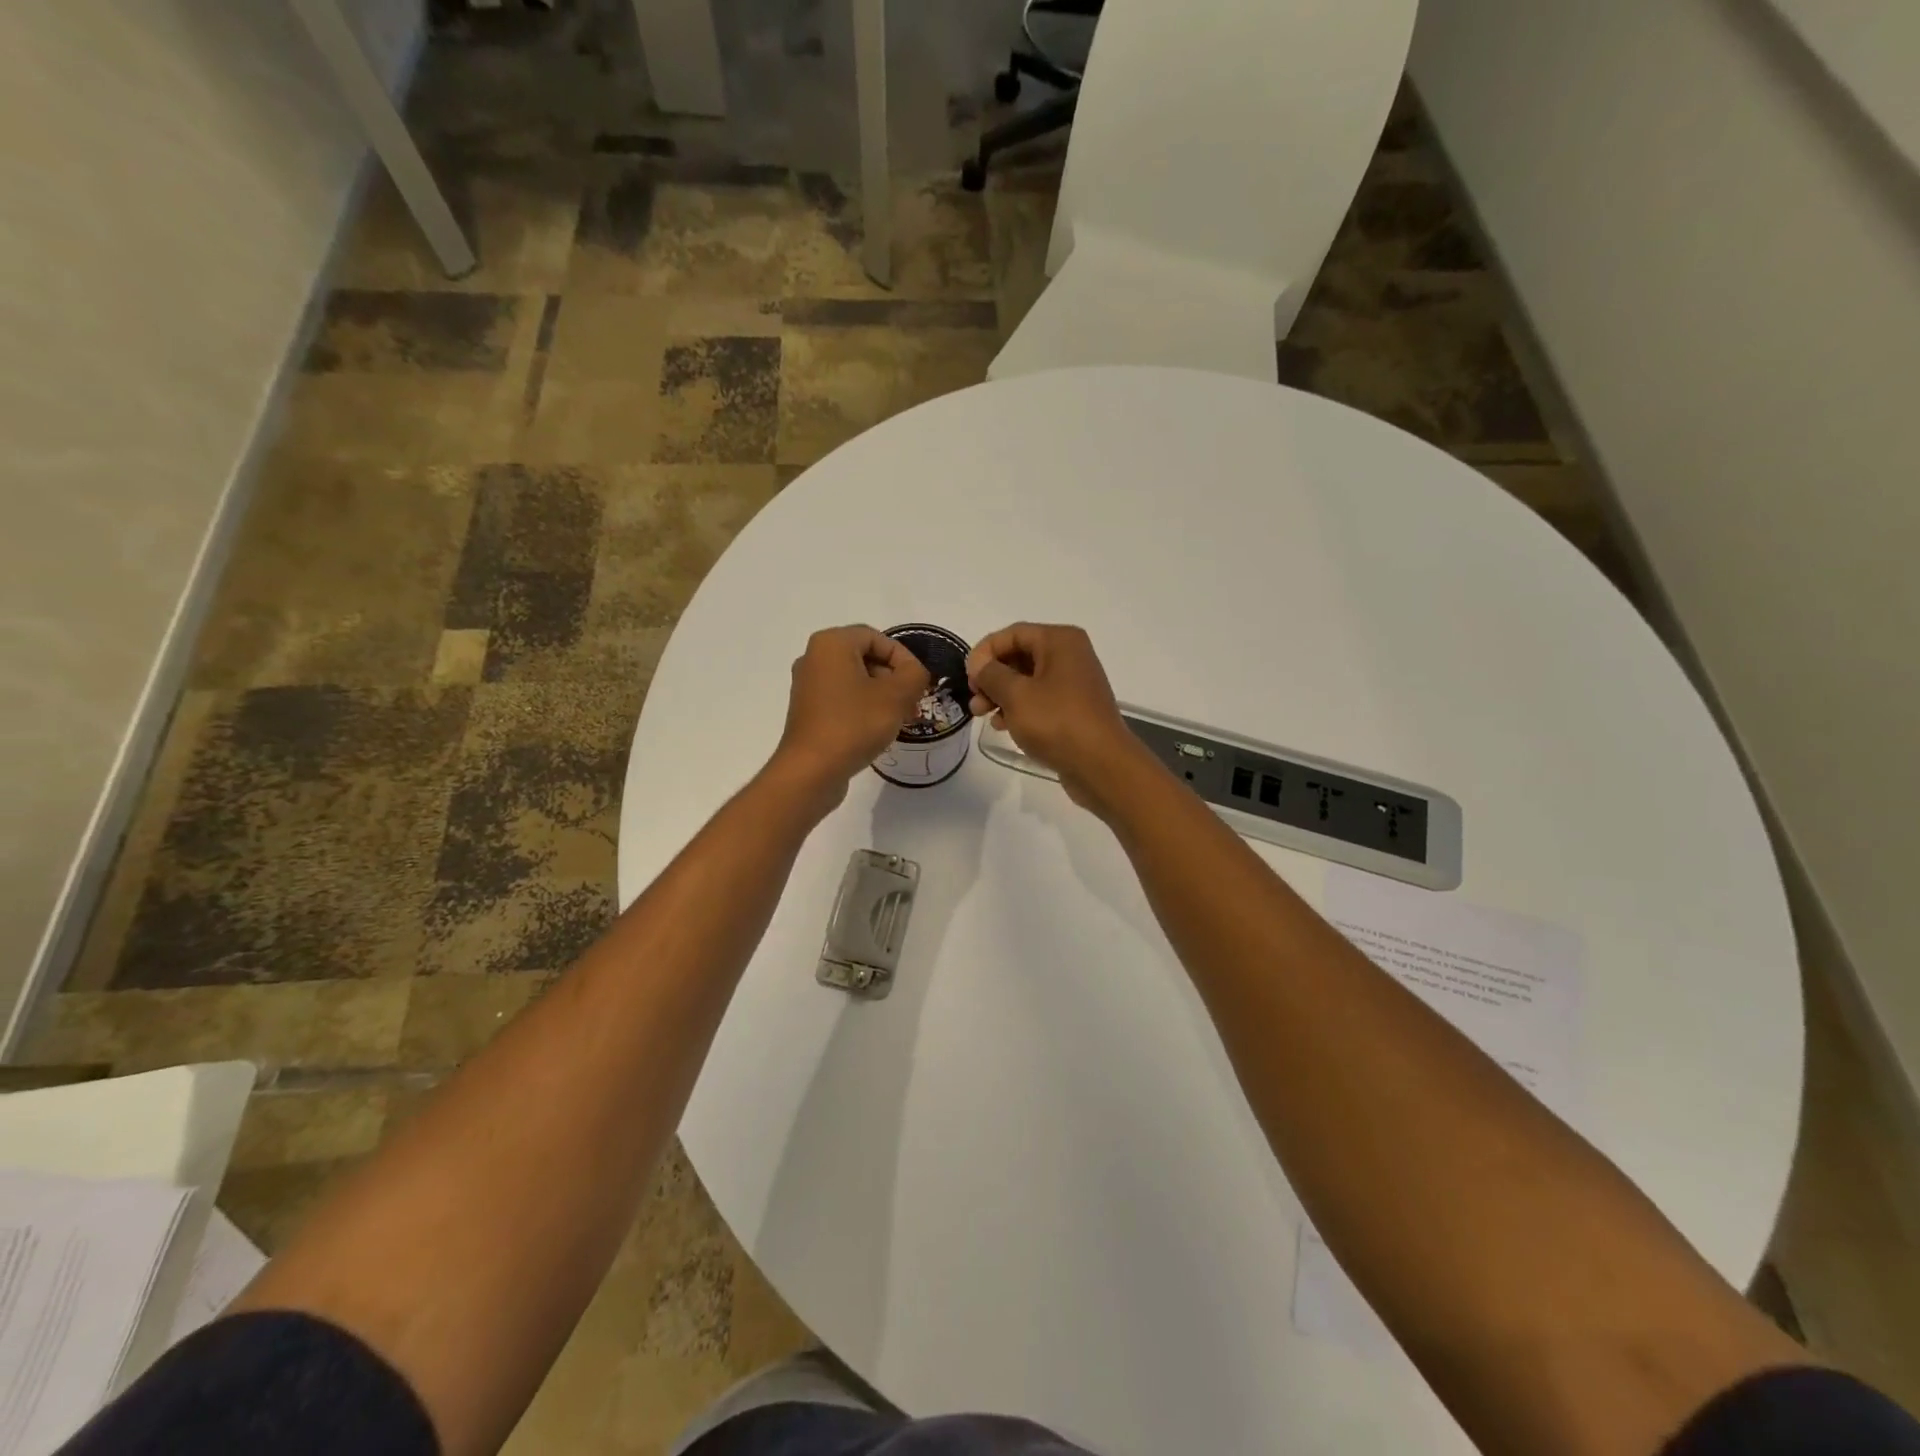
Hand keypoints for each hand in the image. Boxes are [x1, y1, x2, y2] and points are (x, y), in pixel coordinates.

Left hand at [772, 625, 929, 807]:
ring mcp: (808, 686)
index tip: (919, 684)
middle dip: (894, 678)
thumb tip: (915, 672)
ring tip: (902, 719)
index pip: (877, 638)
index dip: (904, 658)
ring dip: (882, 695)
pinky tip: (879, 730)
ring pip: (856, 680)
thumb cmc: (854, 724)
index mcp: (831, 644)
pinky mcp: (808, 711)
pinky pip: (843, 699)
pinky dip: (864, 708)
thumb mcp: (896, 695)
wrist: (812, 770)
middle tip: (913, 703)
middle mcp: (814, 658)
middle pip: (866, 658)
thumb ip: (914, 674)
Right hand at [966, 623, 1147, 814]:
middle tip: (973, 699)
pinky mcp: (1074, 708)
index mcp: (1059, 641)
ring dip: (1001, 694)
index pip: (1012, 634)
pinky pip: (1039, 699)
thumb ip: (991, 674)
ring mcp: (1074, 683)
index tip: (967, 677)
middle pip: (1019, 655)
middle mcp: (1070, 655)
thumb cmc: (1057, 722)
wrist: (1101, 765)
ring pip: (1027, 680)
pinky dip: (1019, 708)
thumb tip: (980, 665)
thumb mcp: (1016, 695)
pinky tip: (1003, 726)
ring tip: (982, 715)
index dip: (984, 652)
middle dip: (991, 676)